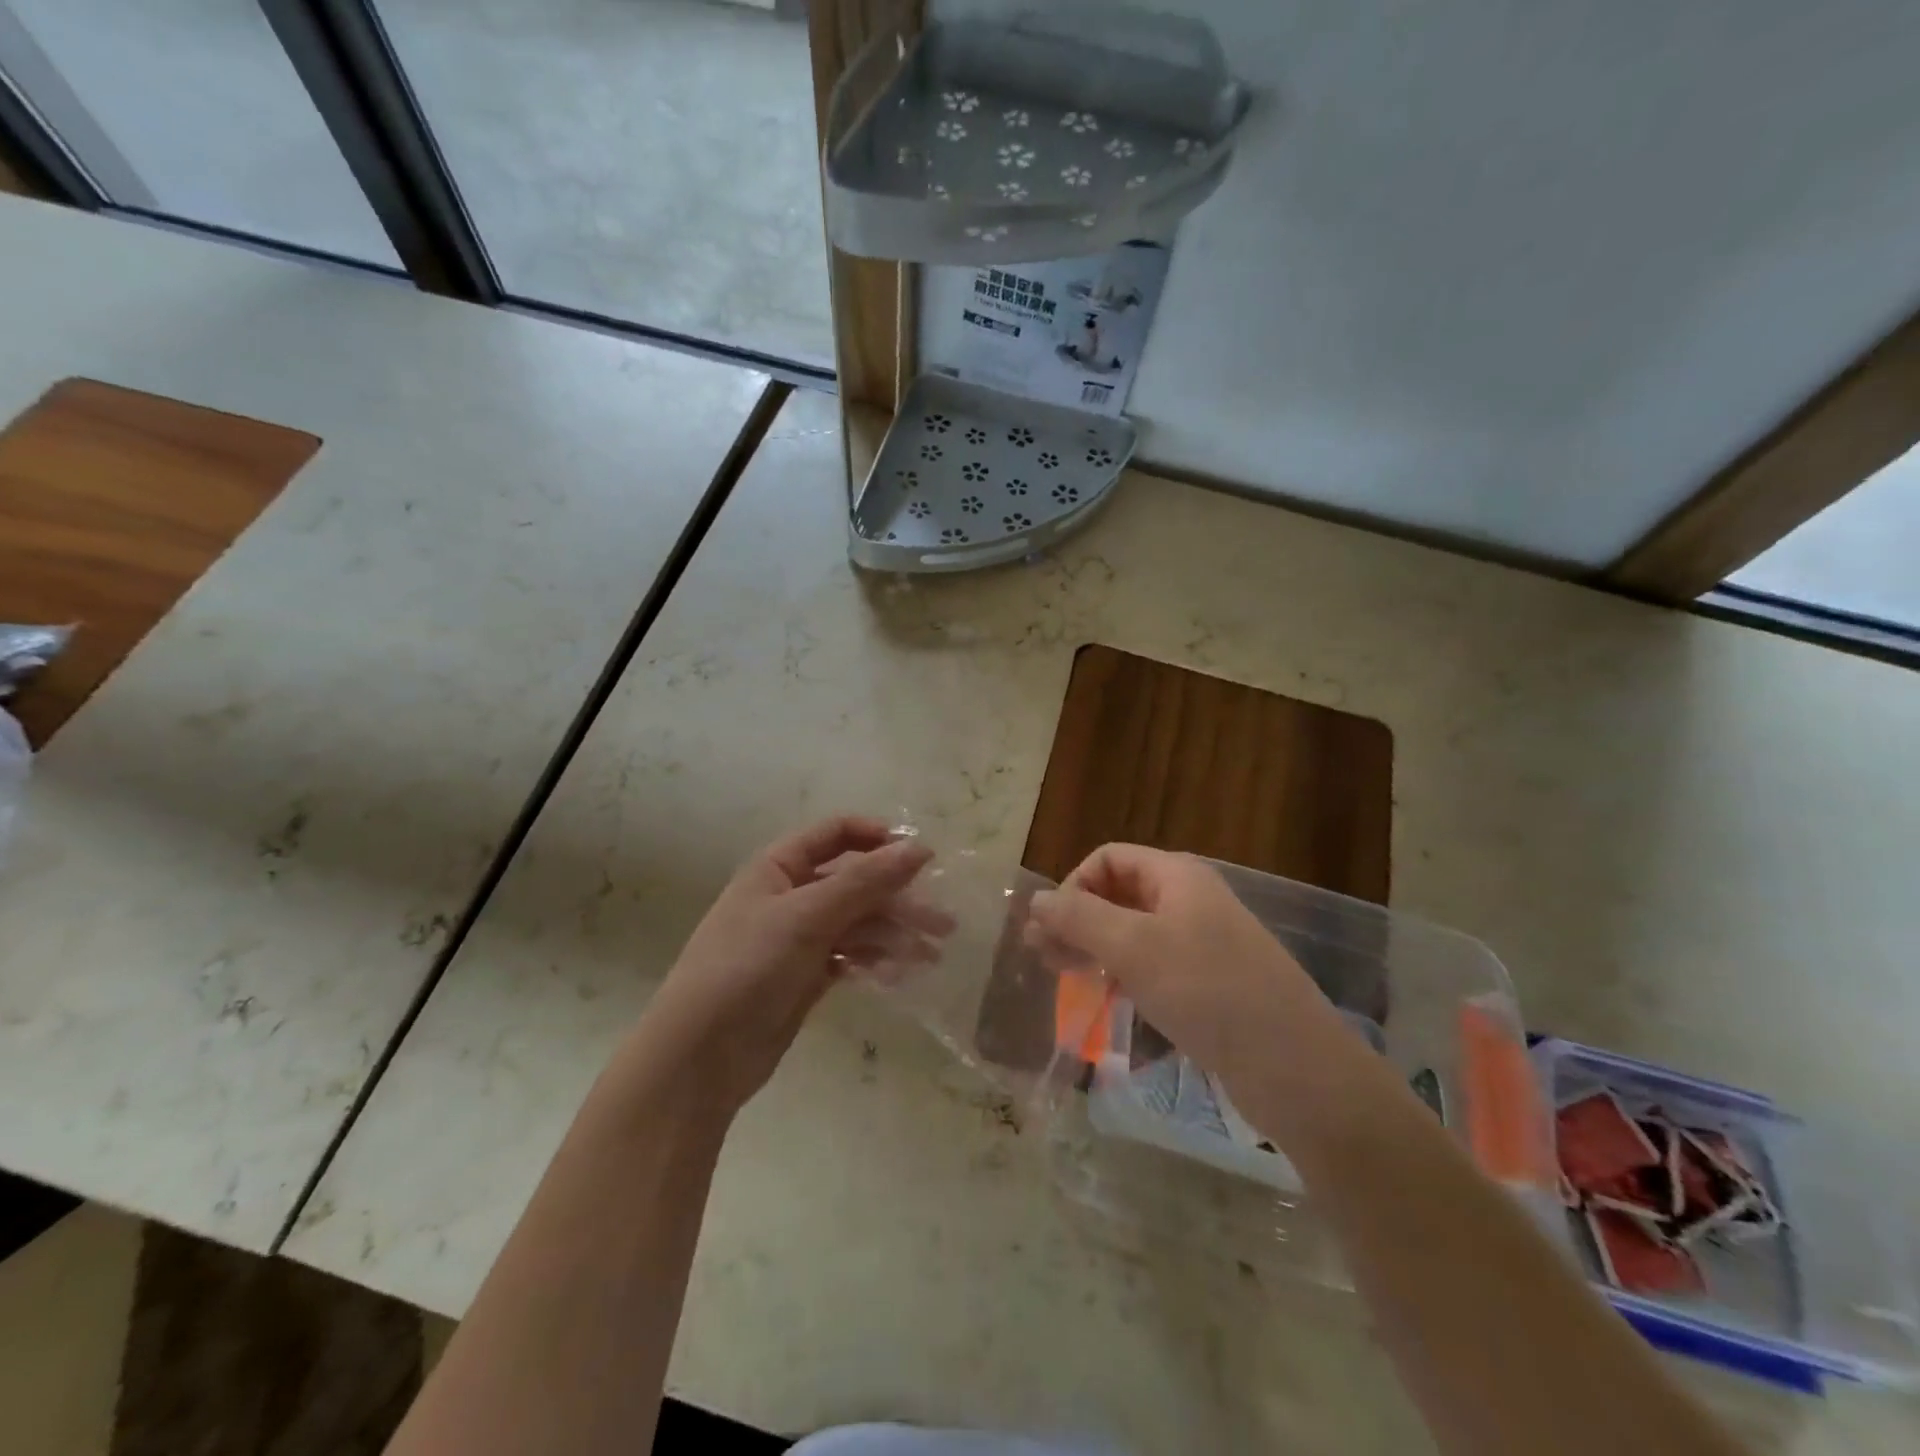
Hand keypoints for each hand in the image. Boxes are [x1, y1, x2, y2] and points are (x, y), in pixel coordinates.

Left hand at [619, 817, 940, 1122]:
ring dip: (894, 935)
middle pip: (855, 883)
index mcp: (779, 867)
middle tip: (943, 924)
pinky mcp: (805, 976)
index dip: (878, 838)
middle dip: (898, 899)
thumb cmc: (747, 968)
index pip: (836, 834)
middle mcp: (790, 896)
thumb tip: (919, 848)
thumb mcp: (806, 916)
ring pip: (857, 923)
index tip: (920, 857)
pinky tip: (899, 975)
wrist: (699, 1058)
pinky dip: (874, 960)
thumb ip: (865, 881)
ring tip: (931, 956)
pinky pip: (850, 956)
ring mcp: (798, 938)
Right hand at [1025, 845, 1350, 1106]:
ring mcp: (1201, 942)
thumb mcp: (1135, 948)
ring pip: (1132, 932)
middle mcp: (1189, 899)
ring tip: (1061, 975)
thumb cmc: (1208, 991)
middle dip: (1076, 918)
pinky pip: (1152, 964)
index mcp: (1177, 875)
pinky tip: (1103, 996)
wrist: (1293, 1067)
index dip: (1073, 885)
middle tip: (1040, 955)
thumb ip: (1079, 918)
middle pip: (1117, 893)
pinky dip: (1121, 973)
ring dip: (1093, 947)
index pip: (1108, 859)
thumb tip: (1036, 899)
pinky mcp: (1208, 983)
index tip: (1051, 929)